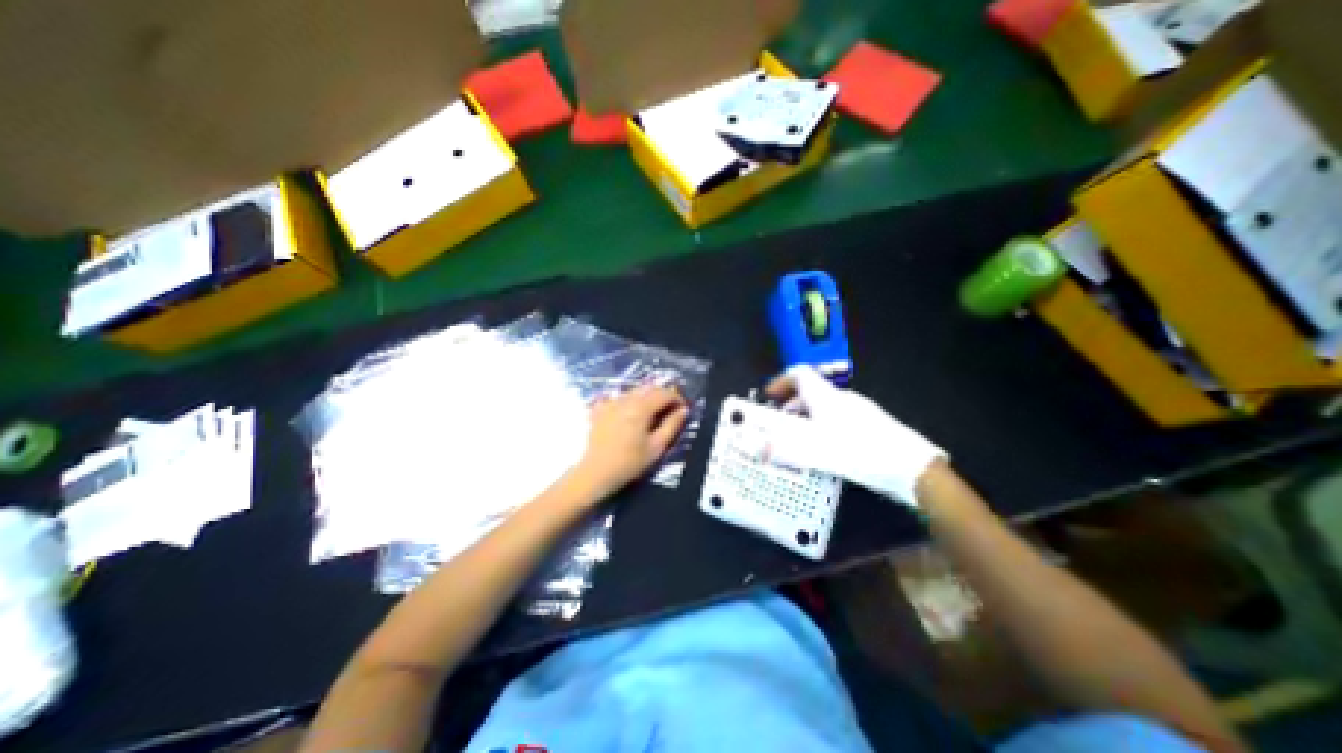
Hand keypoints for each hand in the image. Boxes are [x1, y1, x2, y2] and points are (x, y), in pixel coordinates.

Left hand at [567, 385, 692, 501]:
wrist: (594, 473)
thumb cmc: (629, 463)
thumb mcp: (656, 447)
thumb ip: (672, 425)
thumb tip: (683, 410)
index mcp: (641, 407)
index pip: (665, 393)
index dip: (677, 399)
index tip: (683, 410)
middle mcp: (625, 399)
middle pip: (650, 388)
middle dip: (663, 396)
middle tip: (670, 411)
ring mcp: (611, 402)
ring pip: (635, 391)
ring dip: (648, 398)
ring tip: (653, 414)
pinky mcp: (600, 408)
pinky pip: (620, 397)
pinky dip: (631, 401)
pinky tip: (631, 415)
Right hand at [767, 364, 942, 504]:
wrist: (910, 467)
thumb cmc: (859, 451)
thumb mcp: (816, 451)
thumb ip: (784, 448)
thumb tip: (757, 448)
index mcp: (825, 396)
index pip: (798, 374)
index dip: (780, 381)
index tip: (769, 397)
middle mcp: (841, 397)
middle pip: (810, 391)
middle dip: (790, 405)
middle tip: (779, 424)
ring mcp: (858, 409)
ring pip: (823, 405)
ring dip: (805, 417)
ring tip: (798, 439)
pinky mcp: (870, 424)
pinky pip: (836, 417)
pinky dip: (821, 426)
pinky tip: (824, 448)